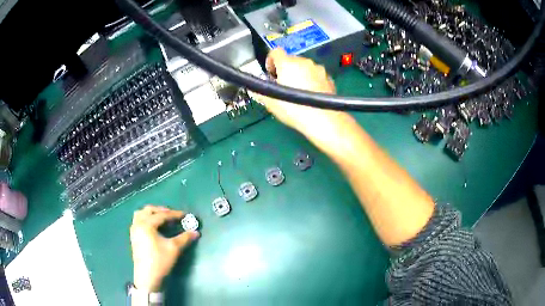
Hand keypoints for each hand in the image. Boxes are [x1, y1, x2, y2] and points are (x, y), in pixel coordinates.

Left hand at [130, 206, 199, 291]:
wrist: (148, 277)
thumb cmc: (160, 261)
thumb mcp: (174, 249)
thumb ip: (185, 238)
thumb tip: (196, 232)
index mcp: (146, 224)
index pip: (162, 215)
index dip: (175, 214)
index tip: (185, 215)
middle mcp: (138, 224)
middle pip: (149, 210)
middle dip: (161, 211)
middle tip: (173, 215)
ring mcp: (134, 230)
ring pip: (141, 214)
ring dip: (151, 213)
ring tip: (162, 219)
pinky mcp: (134, 237)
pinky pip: (138, 221)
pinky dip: (146, 219)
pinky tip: (154, 227)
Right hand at [252, 48, 347, 137]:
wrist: (324, 120)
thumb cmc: (294, 110)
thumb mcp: (271, 103)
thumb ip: (260, 91)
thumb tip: (255, 87)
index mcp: (288, 63)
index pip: (275, 52)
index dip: (270, 61)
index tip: (271, 74)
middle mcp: (304, 61)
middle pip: (291, 60)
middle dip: (285, 70)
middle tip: (283, 86)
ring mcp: (319, 69)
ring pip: (305, 67)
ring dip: (300, 75)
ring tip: (299, 92)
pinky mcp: (329, 78)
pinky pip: (316, 75)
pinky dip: (312, 81)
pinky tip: (311, 95)